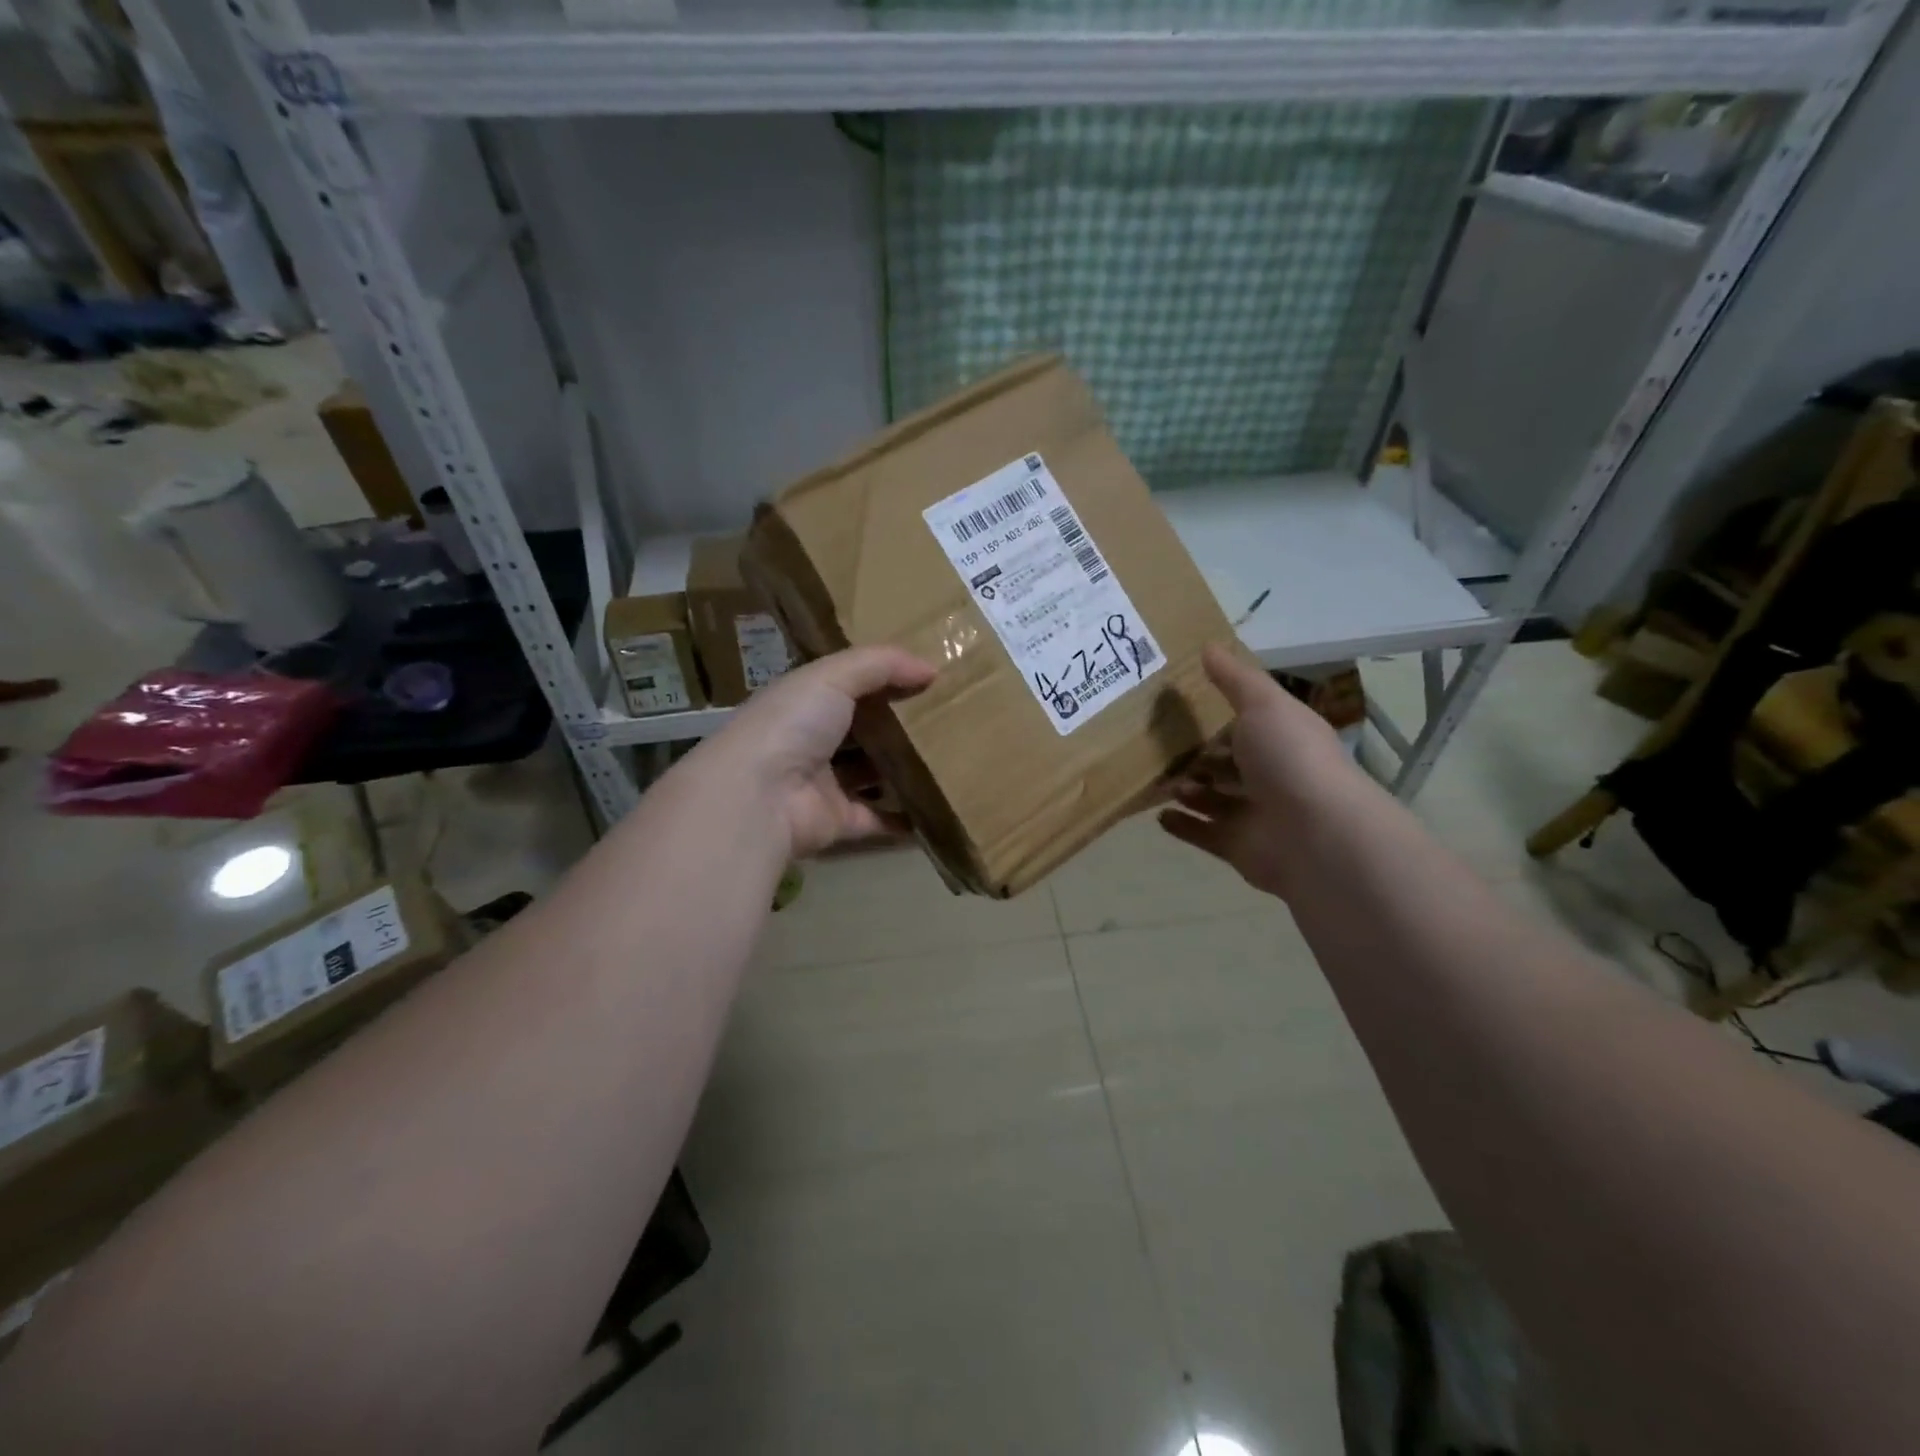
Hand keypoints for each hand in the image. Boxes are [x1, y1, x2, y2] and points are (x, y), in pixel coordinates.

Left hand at [712, 645, 935, 858]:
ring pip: (871, 775)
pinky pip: (877, 819)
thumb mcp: (834, 676)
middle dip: (898, 727)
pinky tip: (938, 807)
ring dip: (903, 771)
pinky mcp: (837, 822)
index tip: (926, 679)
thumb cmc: (792, 725)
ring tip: (951, 761)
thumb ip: (882, 665)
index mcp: (804, 703)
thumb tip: (932, 668)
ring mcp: (823, 785)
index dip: (882, 681)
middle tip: (948, 721)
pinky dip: (903, 817)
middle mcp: (811, 742)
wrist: (759, 796)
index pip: (846, 687)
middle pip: (862, 733)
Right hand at [1158, 643, 1363, 897]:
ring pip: (1212, 798)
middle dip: (1196, 757)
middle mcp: (1270, 775)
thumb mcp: (1264, 706)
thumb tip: (1208, 645)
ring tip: (1159, 779)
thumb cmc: (1290, 759)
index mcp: (1281, 738)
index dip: (1216, 717)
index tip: (1177, 707)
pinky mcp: (1238, 847)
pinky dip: (1181, 824)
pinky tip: (1157, 814)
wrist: (1316, 835)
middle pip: (1226, 764)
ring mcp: (1255, 813)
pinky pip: (1203, 833)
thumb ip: (1234, 679)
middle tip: (1156, 747)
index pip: (1246, 725)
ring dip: (1185, 789)